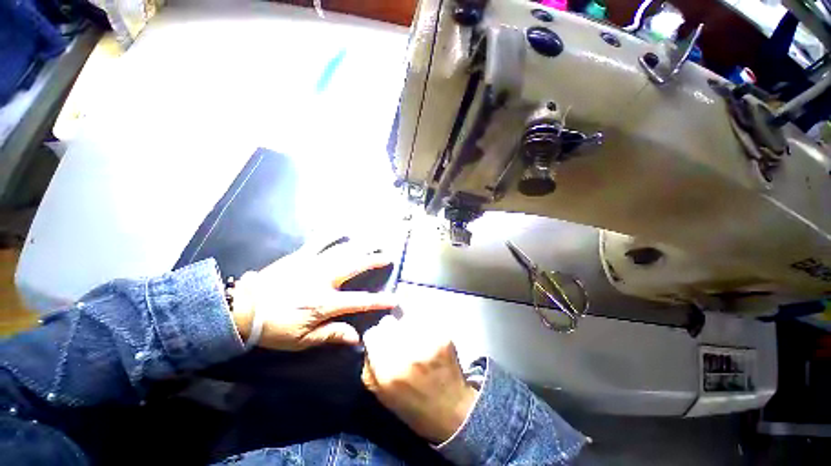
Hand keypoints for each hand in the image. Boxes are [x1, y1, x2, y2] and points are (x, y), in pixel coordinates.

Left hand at [230, 239, 396, 350]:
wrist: (242, 309)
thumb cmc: (274, 328)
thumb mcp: (302, 340)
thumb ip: (331, 335)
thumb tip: (356, 338)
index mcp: (324, 303)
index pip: (360, 301)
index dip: (379, 301)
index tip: (394, 300)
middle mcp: (323, 280)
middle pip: (355, 266)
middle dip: (374, 260)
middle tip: (387, 256)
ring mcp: (312, 264)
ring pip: (342, 251)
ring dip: (360, 246)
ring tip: (373, 241)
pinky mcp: (300, 256)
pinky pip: (319, 242)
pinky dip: (332, 235)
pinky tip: (343, 230)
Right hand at [361, 314, 478, 443]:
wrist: (451, 411)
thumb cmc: (413, 405)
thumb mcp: (381, 393)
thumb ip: (370, 365)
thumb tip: (370, 342)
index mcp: (387, 371)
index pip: (373, 333)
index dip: (377, 337)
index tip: (382, 341)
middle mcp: (406, 353)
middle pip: (389, 322)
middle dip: (391, 329)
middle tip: (399, 339)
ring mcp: (427, 343)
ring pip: (407, 317)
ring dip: (407, 325)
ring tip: (415, 338)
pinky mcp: (443, 337)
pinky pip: (425, 319)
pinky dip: (424, 324)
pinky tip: (428, 337)